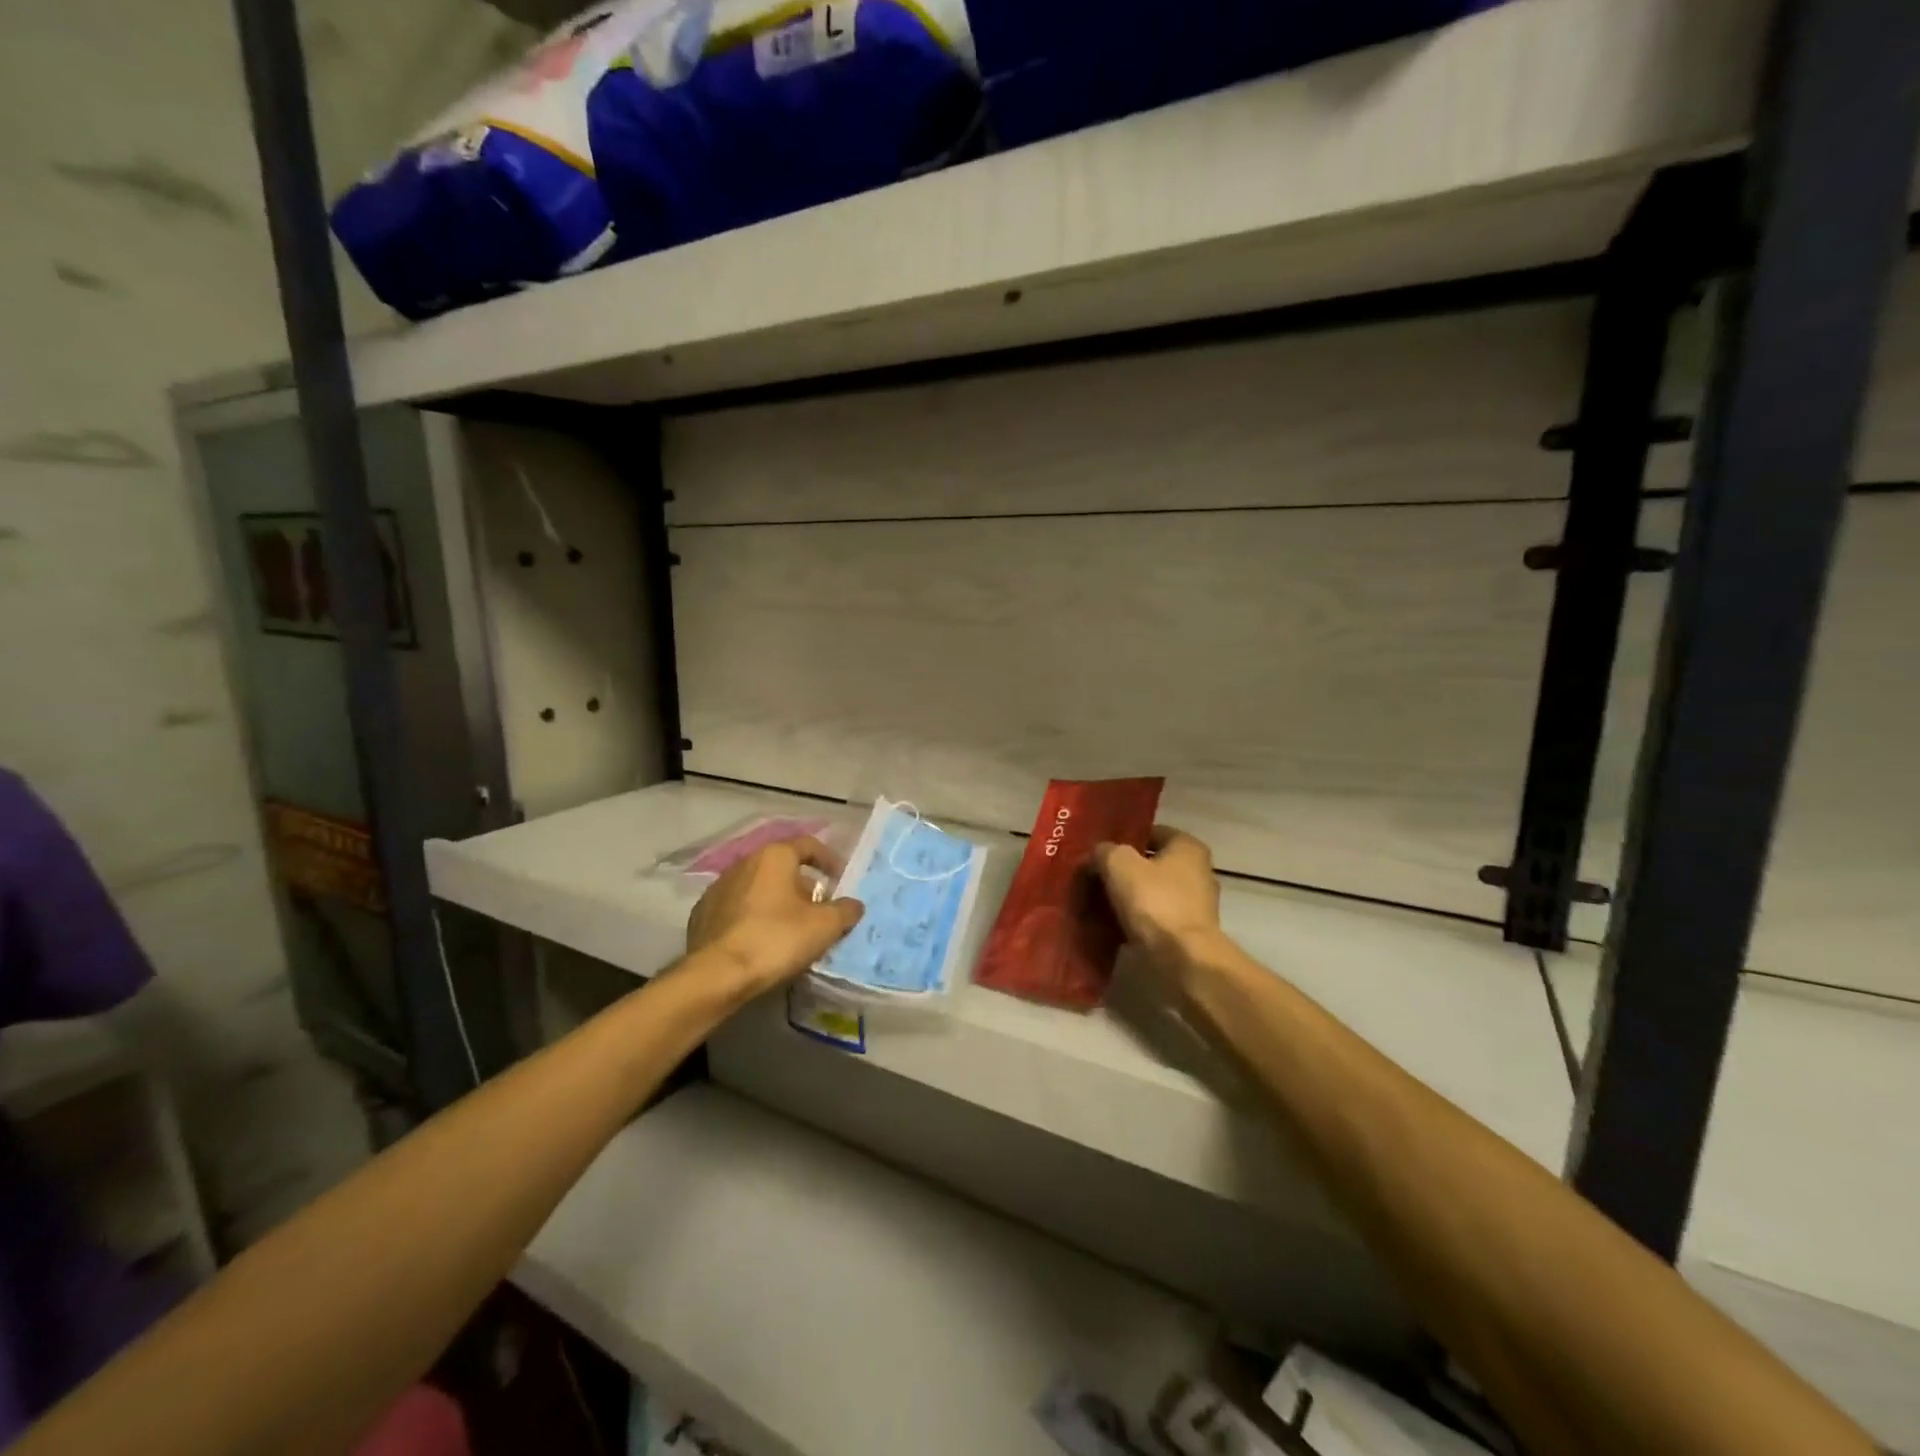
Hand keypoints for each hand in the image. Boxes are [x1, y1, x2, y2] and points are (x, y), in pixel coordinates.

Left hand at [686, 838, 864, 997]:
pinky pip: (738, 908)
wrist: (716, 974)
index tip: (841, 881)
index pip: (809, 845)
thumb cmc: (776, 939)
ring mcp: (719, 887)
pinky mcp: (702, 913)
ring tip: (791, 929)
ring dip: (778, 902)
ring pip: (759, 887)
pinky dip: (754, 917)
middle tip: (819, 911)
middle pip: (783, 868)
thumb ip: (845, 910)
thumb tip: (854, 905)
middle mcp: (744, 862)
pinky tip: (761, 940)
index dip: (830, 861)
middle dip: (804, 887)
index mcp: (774, 856)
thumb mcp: (824, 926)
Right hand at [1093, 826, 1222, 966]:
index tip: (1099, 850)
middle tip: (1092, 877)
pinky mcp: (1188, 933)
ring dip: (1128, 898)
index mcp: (1187, 846)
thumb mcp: (1119, 864)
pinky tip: (1111, 926)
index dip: (1123, 838)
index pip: (1151, 832)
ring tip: (1096, 903)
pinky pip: (1154, 918)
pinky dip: (1136, 921)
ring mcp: (1195, 905)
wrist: (1183, 959)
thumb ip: (1105, 851)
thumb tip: (1098, 854)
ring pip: (1151, 893)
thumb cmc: (1154, 901)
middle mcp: (1198, 871)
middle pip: (1151, 864)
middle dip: (1124, 870)